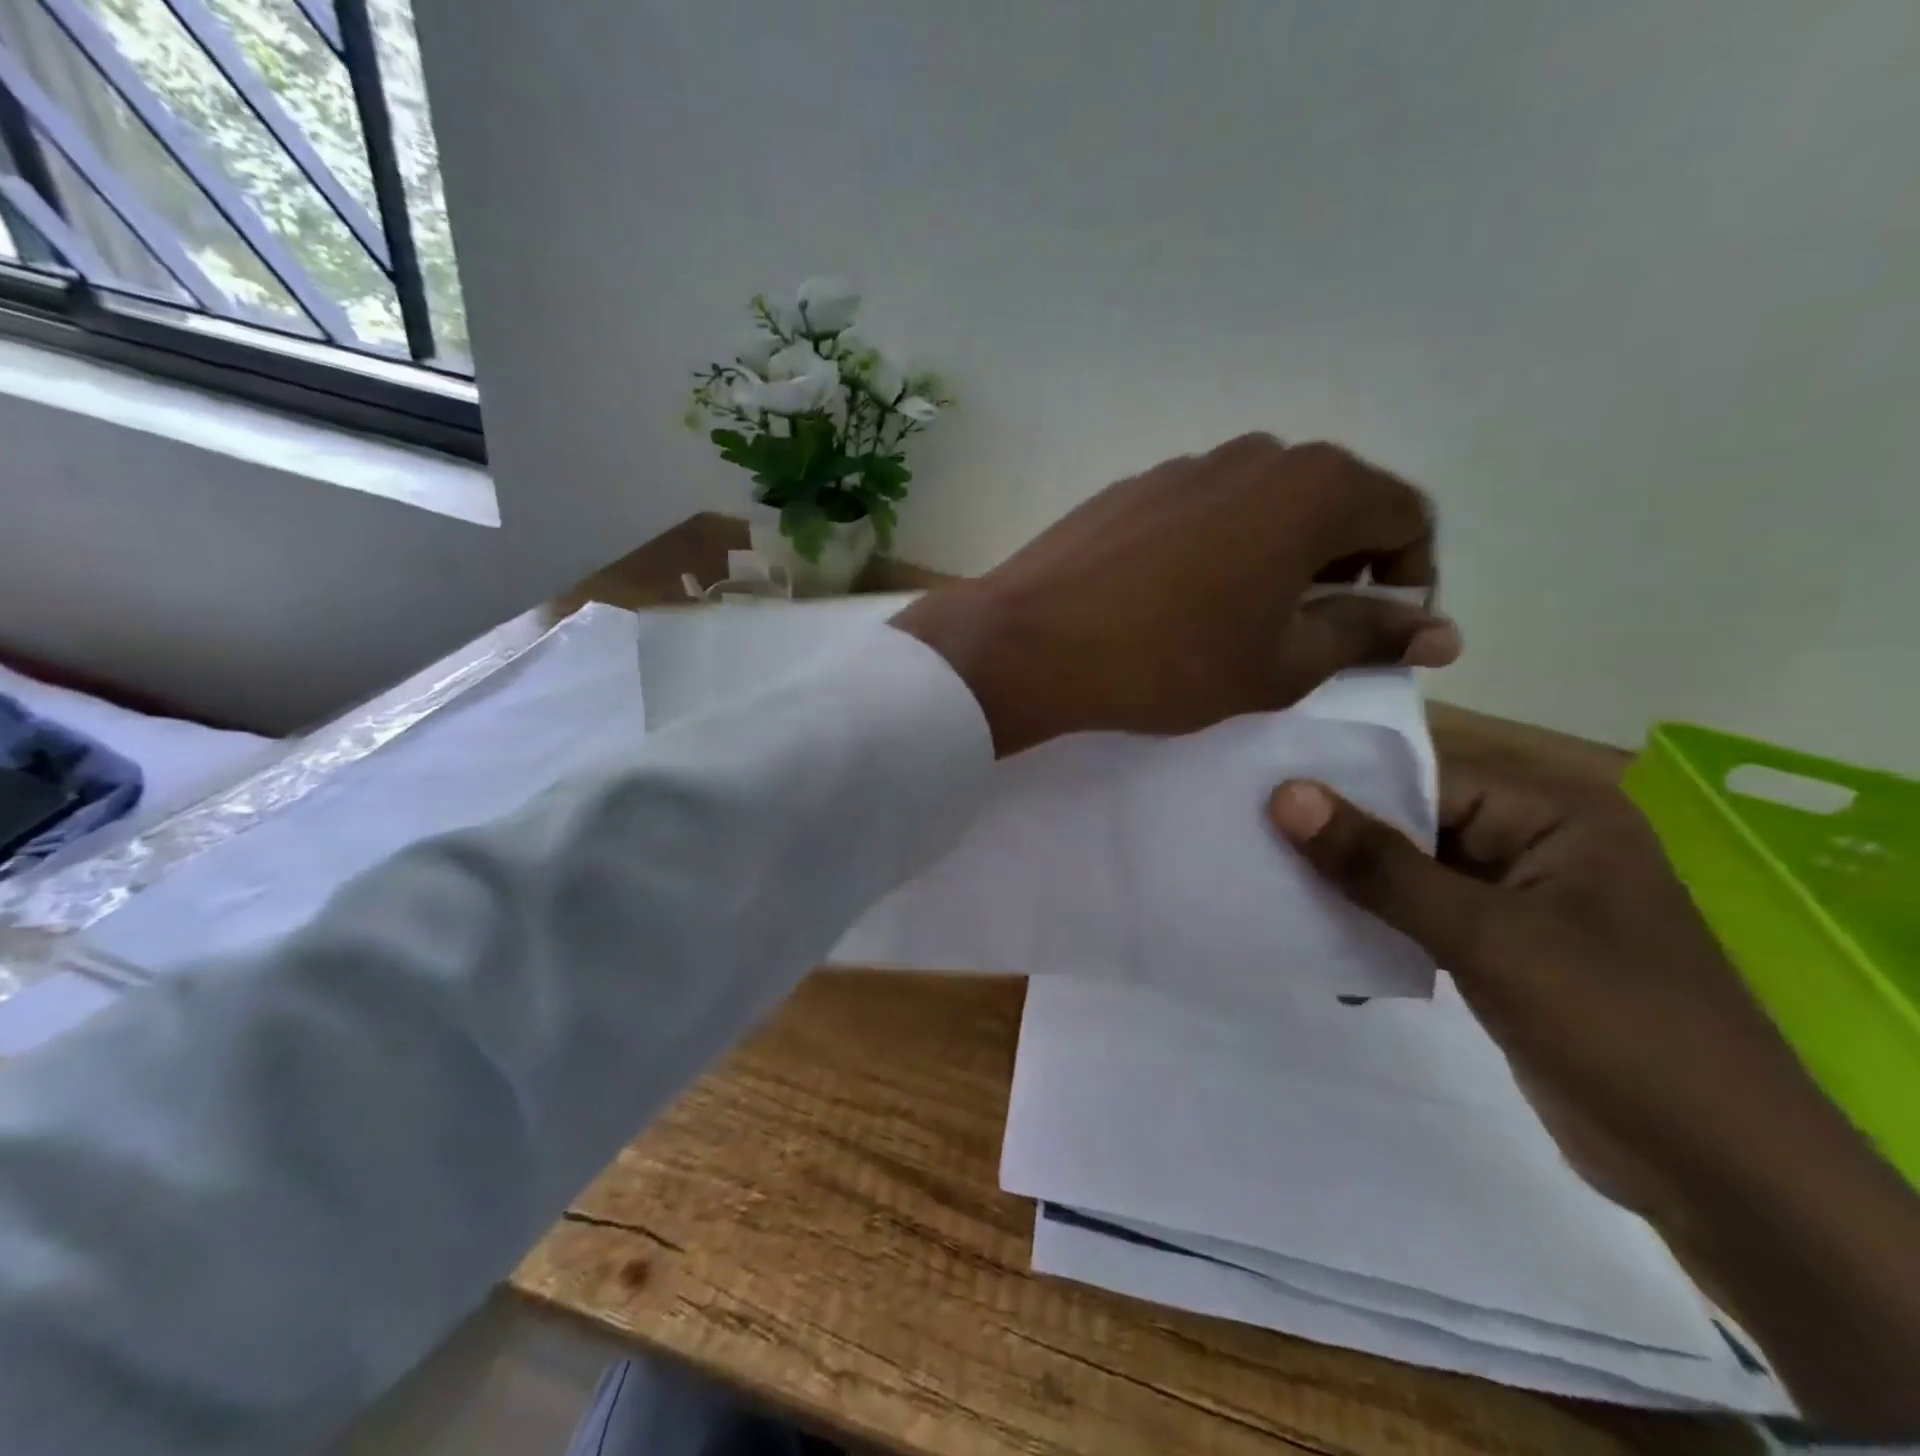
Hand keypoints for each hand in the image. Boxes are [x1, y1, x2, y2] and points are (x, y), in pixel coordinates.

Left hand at [894, 435, 1458, 755]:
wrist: (1033, 642)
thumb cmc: (1171, 660)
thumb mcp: (1283, 663)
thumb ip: (1367, 636)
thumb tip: (1437, 630)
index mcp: (1313, 486)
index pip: (1405, 519)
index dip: (1407, 581)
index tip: (1376, 636)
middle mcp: (1257, 455)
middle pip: (1335, 506)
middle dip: (1341, 571)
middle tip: (1308, 638)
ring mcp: (1187, 466)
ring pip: (1266, 509)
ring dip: (1279, 561)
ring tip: (1241, 624)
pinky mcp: (1135, 488)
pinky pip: (1207, 514)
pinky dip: (1221, 551)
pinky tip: (1181, 602)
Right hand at [1269, 748, 1919, 1438]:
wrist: (1718, 1172)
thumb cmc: (1611, 1025)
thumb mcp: (1483, 936)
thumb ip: (1380, 864)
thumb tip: (1286, 794)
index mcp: (1553, 810)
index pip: (1424, 774)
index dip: (1342, 785)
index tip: (1257, 795)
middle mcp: (1537, 840)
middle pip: (1414, 821)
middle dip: (1340, 841)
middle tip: (1250, 843)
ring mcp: (1521, 898)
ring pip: (1412, 871)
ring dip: (1352, 889)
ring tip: (1272, 893)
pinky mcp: (1505, 948)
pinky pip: (1423, 916)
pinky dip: (1378, 928)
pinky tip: (1325, 949)